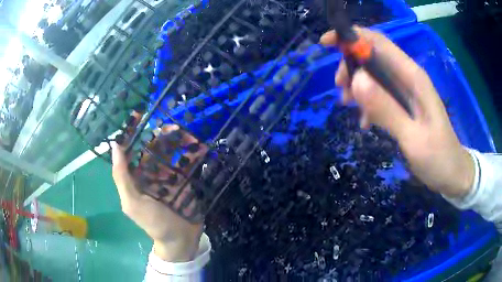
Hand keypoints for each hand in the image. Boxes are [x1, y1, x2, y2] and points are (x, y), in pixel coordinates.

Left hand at [111, 124, 206, 261]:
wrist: (181, 240)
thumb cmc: (153, 223)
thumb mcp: (133, 202)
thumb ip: (122, 177)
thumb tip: (115, 146)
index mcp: (137, 176)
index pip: (134, 150)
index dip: (135, 132)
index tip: (140, 115)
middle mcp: (152, 173)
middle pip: (156, 148)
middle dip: (162, 134)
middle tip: (172, 123)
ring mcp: (171, 176)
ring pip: (173, 153)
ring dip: (179, 140)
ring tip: (187, 132)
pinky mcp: (186, 181)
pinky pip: (188, 163)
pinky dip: (192, 153)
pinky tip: (199, 144)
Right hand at [320, 28, 473, 197]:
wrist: (452, 173)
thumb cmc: (438, 158)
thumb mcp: (413, 138)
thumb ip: (387, 109)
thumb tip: (356, 79)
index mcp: (413, 77)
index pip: (378, 42)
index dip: (351, 36)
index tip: (325, 43)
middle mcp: (409, 78)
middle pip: (372, 55)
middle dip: (351, 66)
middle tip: (341, 91)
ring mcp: (406, 91)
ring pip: (373, 74)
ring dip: (356, 85)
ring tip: (349, 107)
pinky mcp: (404, 104)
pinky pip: (379, 93)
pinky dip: (366, 101)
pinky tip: (365, 122)